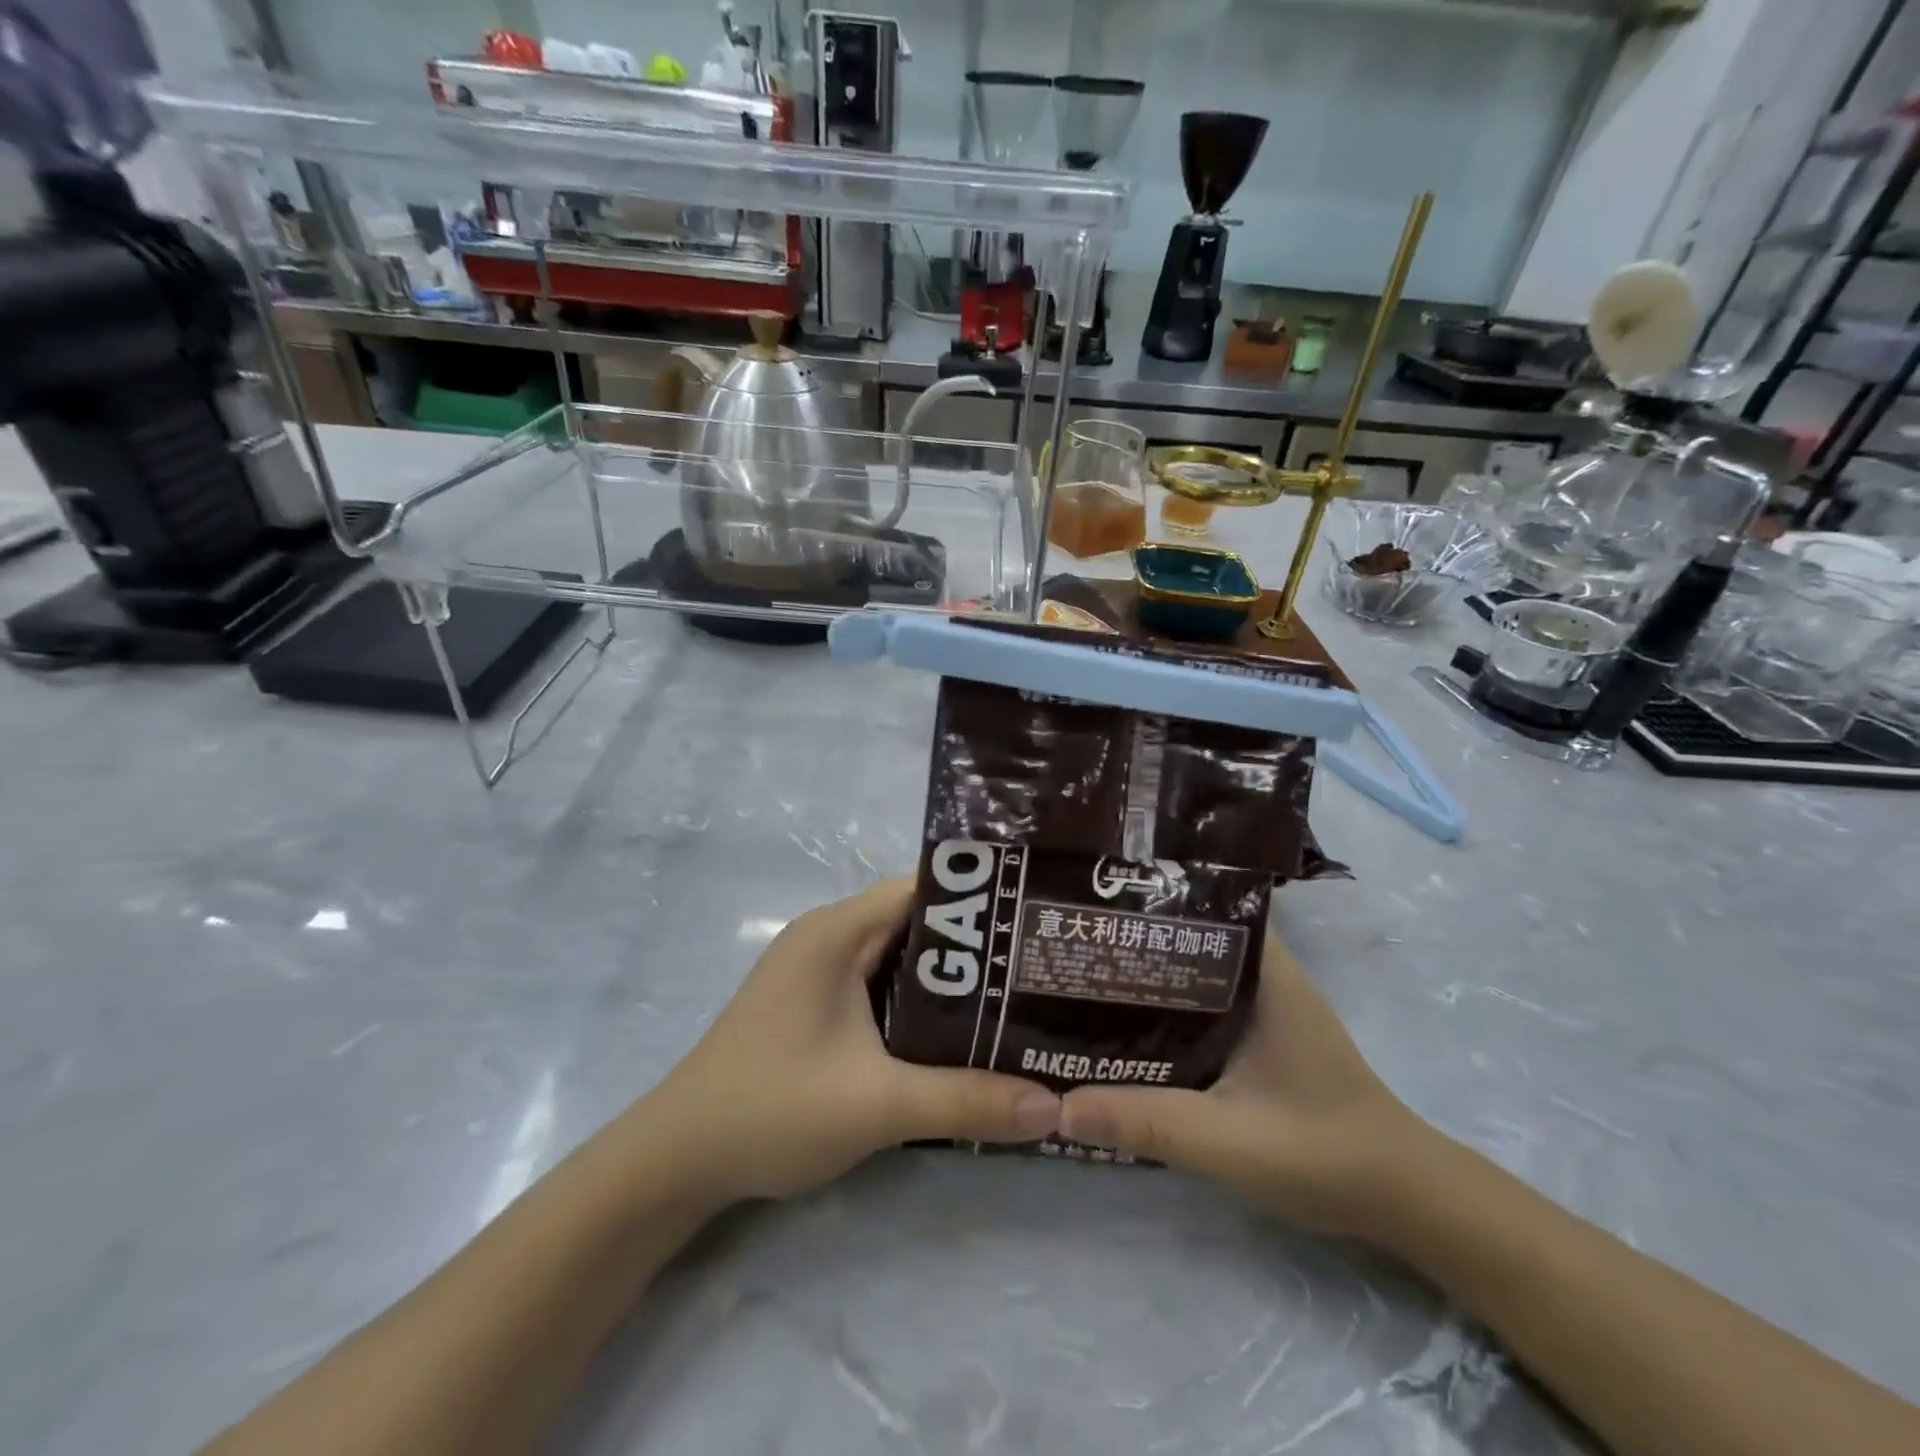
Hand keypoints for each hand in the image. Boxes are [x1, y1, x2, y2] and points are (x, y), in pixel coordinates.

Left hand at [643, 879, 1061, 1203]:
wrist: (677, 1160)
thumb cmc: (771, 1110)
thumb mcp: (877, 1105)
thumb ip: (966, 1100)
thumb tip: (1056, 1108)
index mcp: (838, 931)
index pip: (924, 889)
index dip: (981, 902)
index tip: (1035, 924)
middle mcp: (829, 936)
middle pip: (917, 922)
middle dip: (976, 946)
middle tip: (1039, 969)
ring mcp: (819, 970)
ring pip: (901, 958)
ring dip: (950, 980)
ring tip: (1018, 998)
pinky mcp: (815, 1003)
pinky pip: (881, 985)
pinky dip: (920, 1003)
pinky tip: (961, 1033)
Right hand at [1059, 930, 1437, 1237]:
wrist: (1403, 1200)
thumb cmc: (1325, 1153)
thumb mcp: (1229, 1140)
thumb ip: (1148, 1121)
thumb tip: (1059, 1106)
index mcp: (1265, 974)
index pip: (1205, 906)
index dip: (1151, 897)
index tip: (1096, 898)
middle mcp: (1264, 977)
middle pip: (1190, 938)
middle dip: (1135, 937)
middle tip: (1074, 939)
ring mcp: (1263, 1008)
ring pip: (1193, 974)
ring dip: (1148, 975)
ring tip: (1085, 973)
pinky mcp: (1259, 1038)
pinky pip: (1200, 1007)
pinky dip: (1165, 1010)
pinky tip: (1124, 1025)